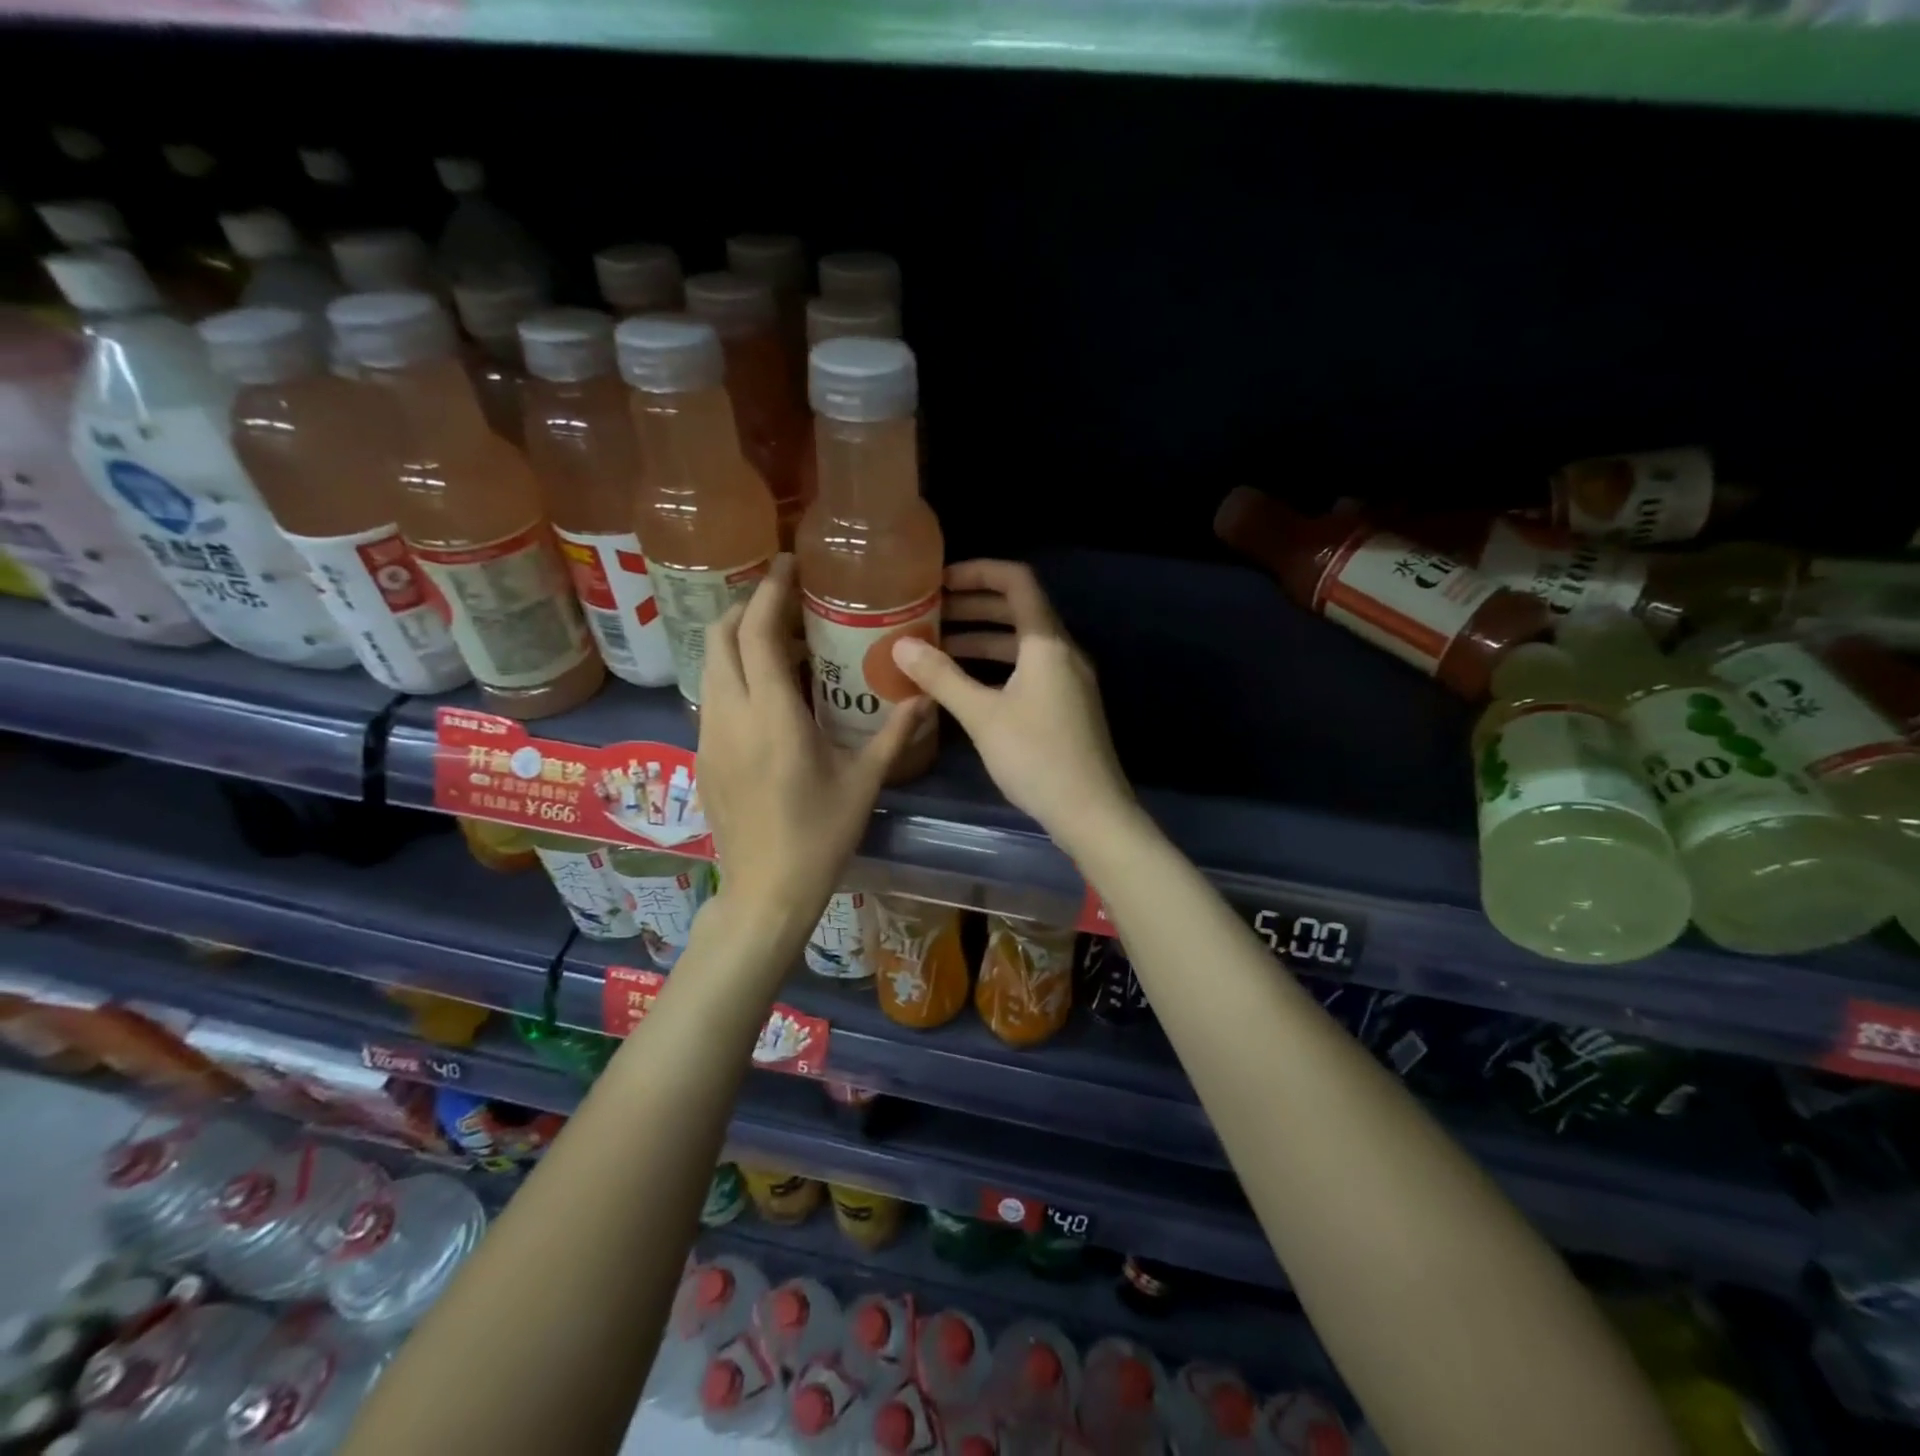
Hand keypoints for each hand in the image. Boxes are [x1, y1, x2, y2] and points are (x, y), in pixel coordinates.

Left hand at [698, 555, 929, 935]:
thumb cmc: (820, 836)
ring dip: (737, 640)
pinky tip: (764, 692)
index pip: (759, 633)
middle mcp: (732, 715)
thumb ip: (894, 734)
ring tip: (777, 640)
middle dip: (748, 607)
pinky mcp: (702, 755)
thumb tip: (924, 697)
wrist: (765, 891)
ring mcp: (709, 735)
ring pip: (710, 665)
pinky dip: (732, 673)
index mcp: (773, 715)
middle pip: (721, 637)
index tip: (786, 565)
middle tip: (784, 600)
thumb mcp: (864, 782)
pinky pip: (711, 695)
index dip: (770, 591)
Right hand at [891, 560, 1133, 849]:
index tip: (939, 581)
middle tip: (929, 613)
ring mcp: (1068, 680)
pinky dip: (996, 667)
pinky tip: (966, 685)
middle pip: (1017, 611)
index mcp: (1047, 643)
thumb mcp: (982, 716)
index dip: (978, 572)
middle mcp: (1062, 652)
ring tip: (937, 648)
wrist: (1092, 812)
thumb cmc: (1037, 757)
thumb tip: (900, 645)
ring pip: (1021, 644)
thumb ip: (941, 677)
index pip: (1016, 581)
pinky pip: (1028, 670)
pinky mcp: (1067, 706)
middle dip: (972, 607)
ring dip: (981, 639)